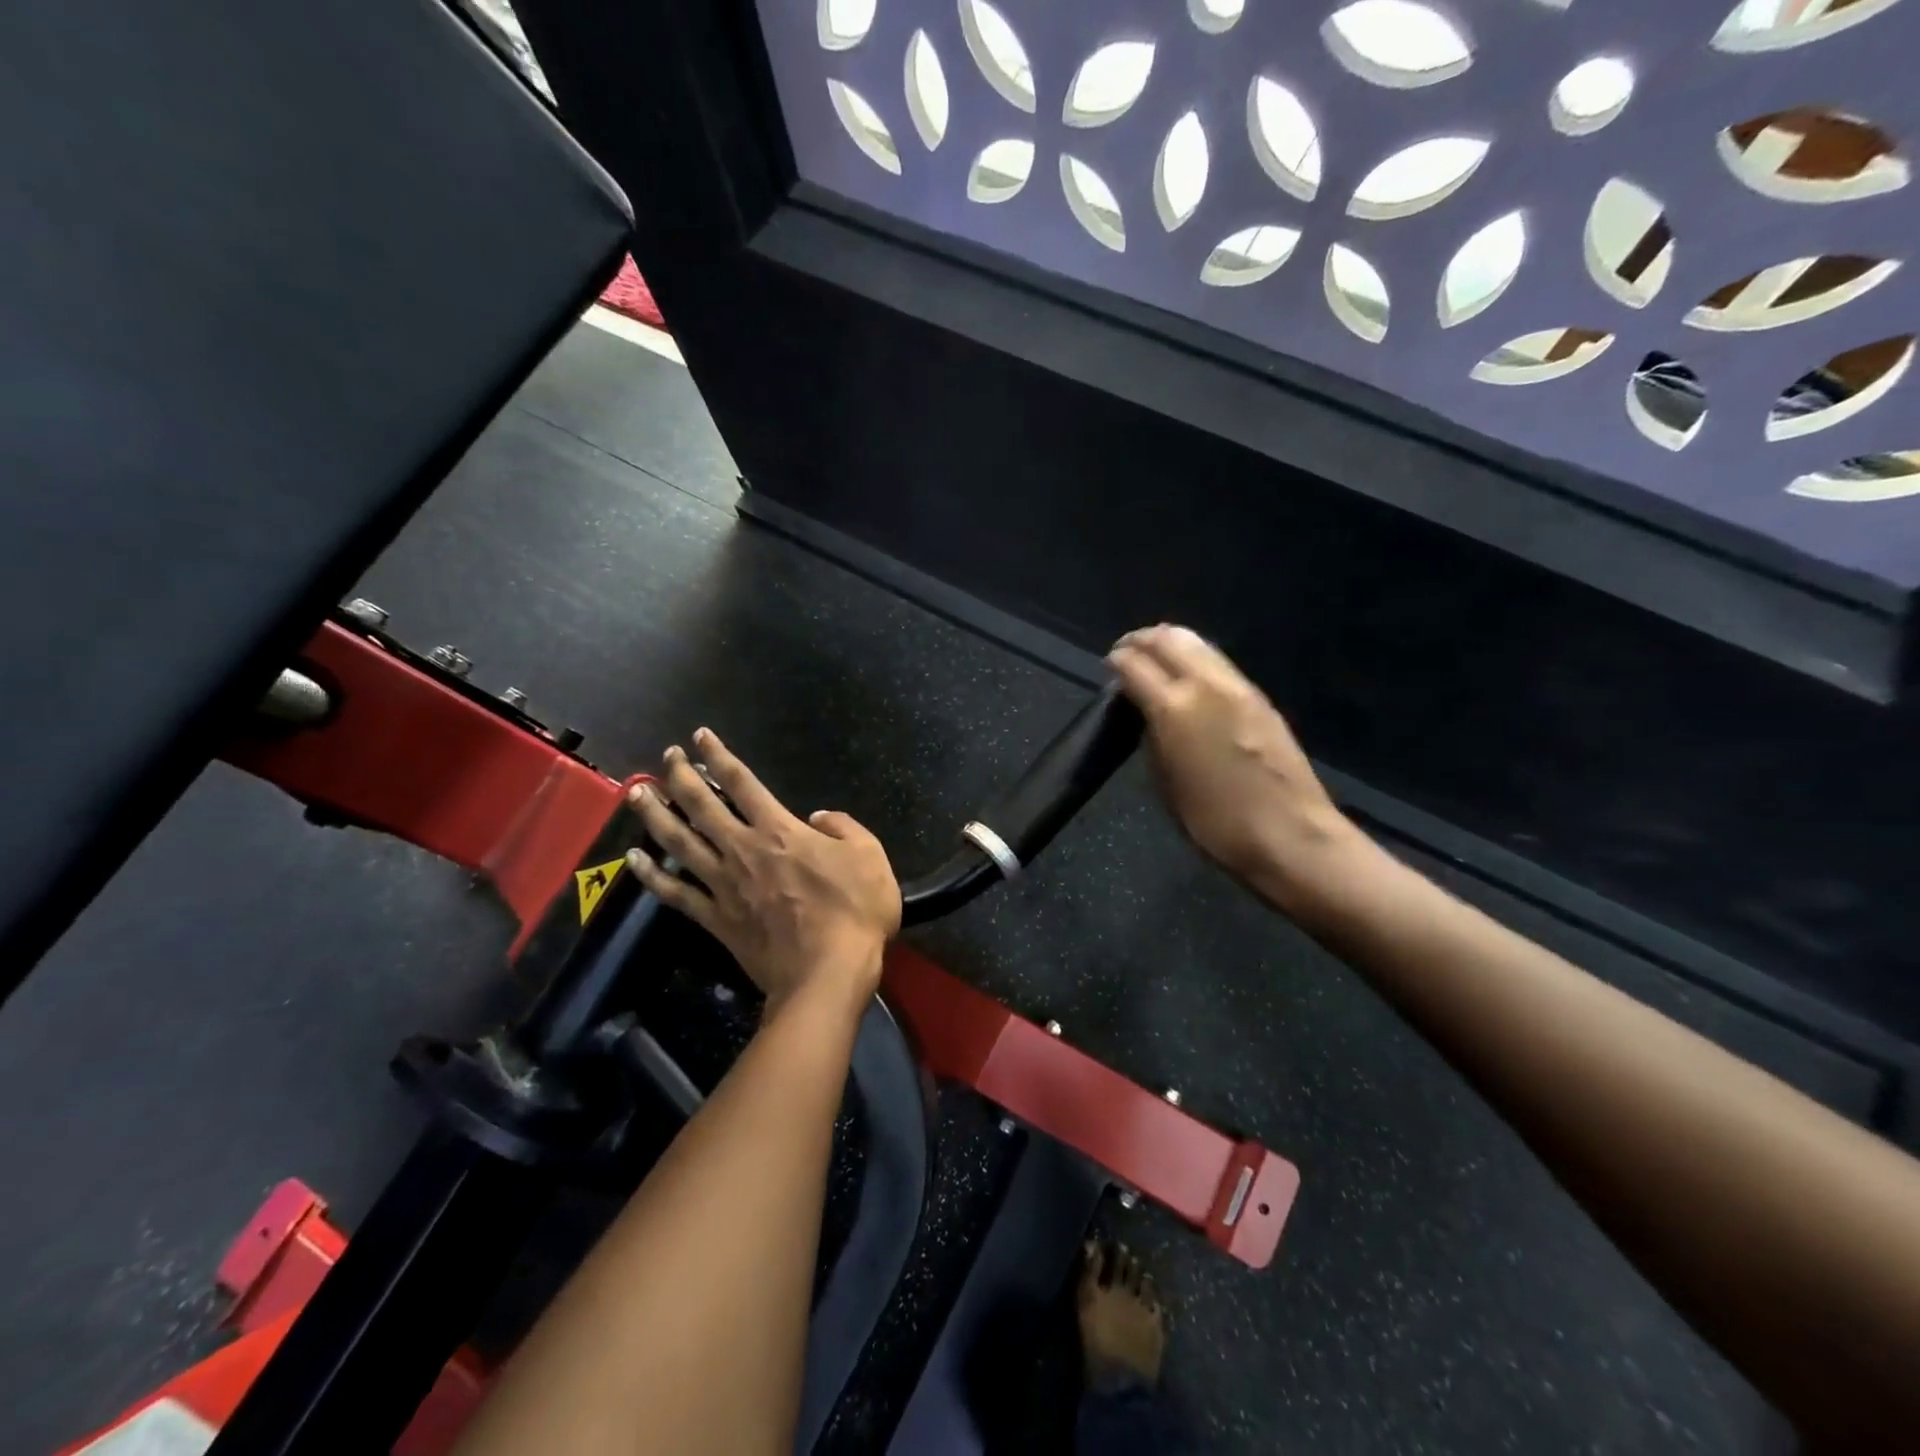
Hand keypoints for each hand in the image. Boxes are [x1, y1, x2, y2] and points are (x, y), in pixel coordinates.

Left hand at [624, 729, 901, 1012]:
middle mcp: (744, 850)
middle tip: (665, 758)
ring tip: (636, 795)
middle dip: (681, 777)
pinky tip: (633, 860)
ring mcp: (725, 885)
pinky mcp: (717, 919)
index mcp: (780, 830)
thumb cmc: (855, 911)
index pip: (742, 783)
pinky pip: (676, 894)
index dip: (719, 756)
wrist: (828, 973)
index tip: (699, 738)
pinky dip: (651, 877)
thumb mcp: (869, 855)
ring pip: (680, 843)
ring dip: (656, 816)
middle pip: (702, 806)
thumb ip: (842, 827)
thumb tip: (817, 817)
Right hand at [1108, 625, 1356, 909]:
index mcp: (1174, 709)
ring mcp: (1239, 688)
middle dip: (1142, 640)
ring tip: (1156, 660)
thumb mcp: (1165, 784)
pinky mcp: (1261, 698)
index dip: (1116, 661)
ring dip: (1171, 644)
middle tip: (1127, 652)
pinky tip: (1189, 679)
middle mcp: (1206, 685)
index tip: (1108, 667)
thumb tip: (1148, 717)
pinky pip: (1219, 664)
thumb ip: (1152, 740)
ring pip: (1198, 643)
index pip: (1134, 664)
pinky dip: (1196, 660)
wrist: (1290, 836)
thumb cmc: (1215, 823)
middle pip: (1168, 638)